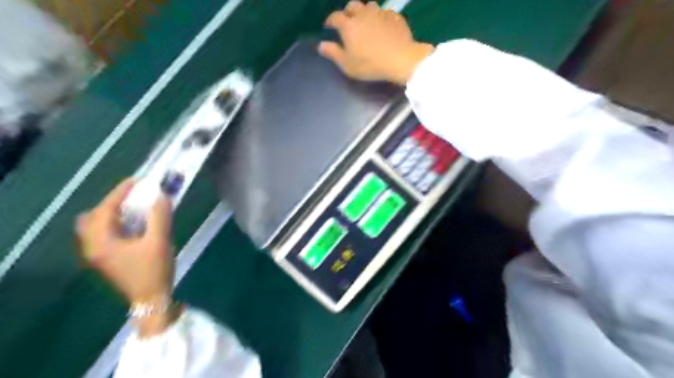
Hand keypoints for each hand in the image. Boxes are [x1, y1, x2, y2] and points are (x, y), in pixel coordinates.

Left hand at [75, 178, 173, 305]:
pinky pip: (103, 235)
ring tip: (132, 209)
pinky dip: (114, 225)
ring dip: (111, 214)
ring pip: (95, 227)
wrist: (151, 299)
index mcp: (101, 242)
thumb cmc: (154, 270)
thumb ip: (160, 216)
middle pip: (92, 217)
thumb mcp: (159, 241)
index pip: (105, 210)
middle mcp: (93, 247)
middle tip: (133, 197)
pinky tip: (132, 226)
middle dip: (111, 203)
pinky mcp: (107, 260)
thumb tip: (161, 196)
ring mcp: (98, 255)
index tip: (135, 181)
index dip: (120, 193)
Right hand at [320, 0, 433, 84]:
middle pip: (352, 5)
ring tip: (366, 22)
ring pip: (369, 5)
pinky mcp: (394, 17)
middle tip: (348, 22)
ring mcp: (380, 13)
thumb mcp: (348, 64)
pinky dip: (381, 18)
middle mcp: (363, 14)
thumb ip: (333, 53)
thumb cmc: (370, 64)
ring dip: (365, 12)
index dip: (330, 20)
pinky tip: (383, 26)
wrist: (400, 59)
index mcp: (349, 25)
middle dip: (348, 12)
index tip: (329, 26)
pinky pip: (385, 13)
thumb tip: (321, 45)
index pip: (335, 17)